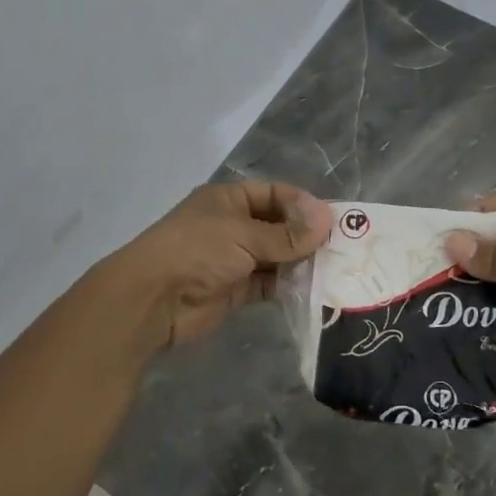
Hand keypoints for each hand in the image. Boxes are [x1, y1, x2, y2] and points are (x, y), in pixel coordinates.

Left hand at [91, 180, 333, 354]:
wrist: (152, 300)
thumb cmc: (196, 251)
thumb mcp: (243, 235)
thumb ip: (286, 233)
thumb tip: (328, 220)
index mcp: (228, 200)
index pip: (274, 194)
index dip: (303, 205)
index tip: (334, 220)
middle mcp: (232, 226)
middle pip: (278, 226)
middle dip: (306, 236)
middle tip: (342, 248)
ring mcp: (233, 259)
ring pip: (275, 257)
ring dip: (300, 263)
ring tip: (334, 270)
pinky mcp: (235, 290)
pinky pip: (268, 284)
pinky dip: (288, 286)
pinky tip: (313, 290)